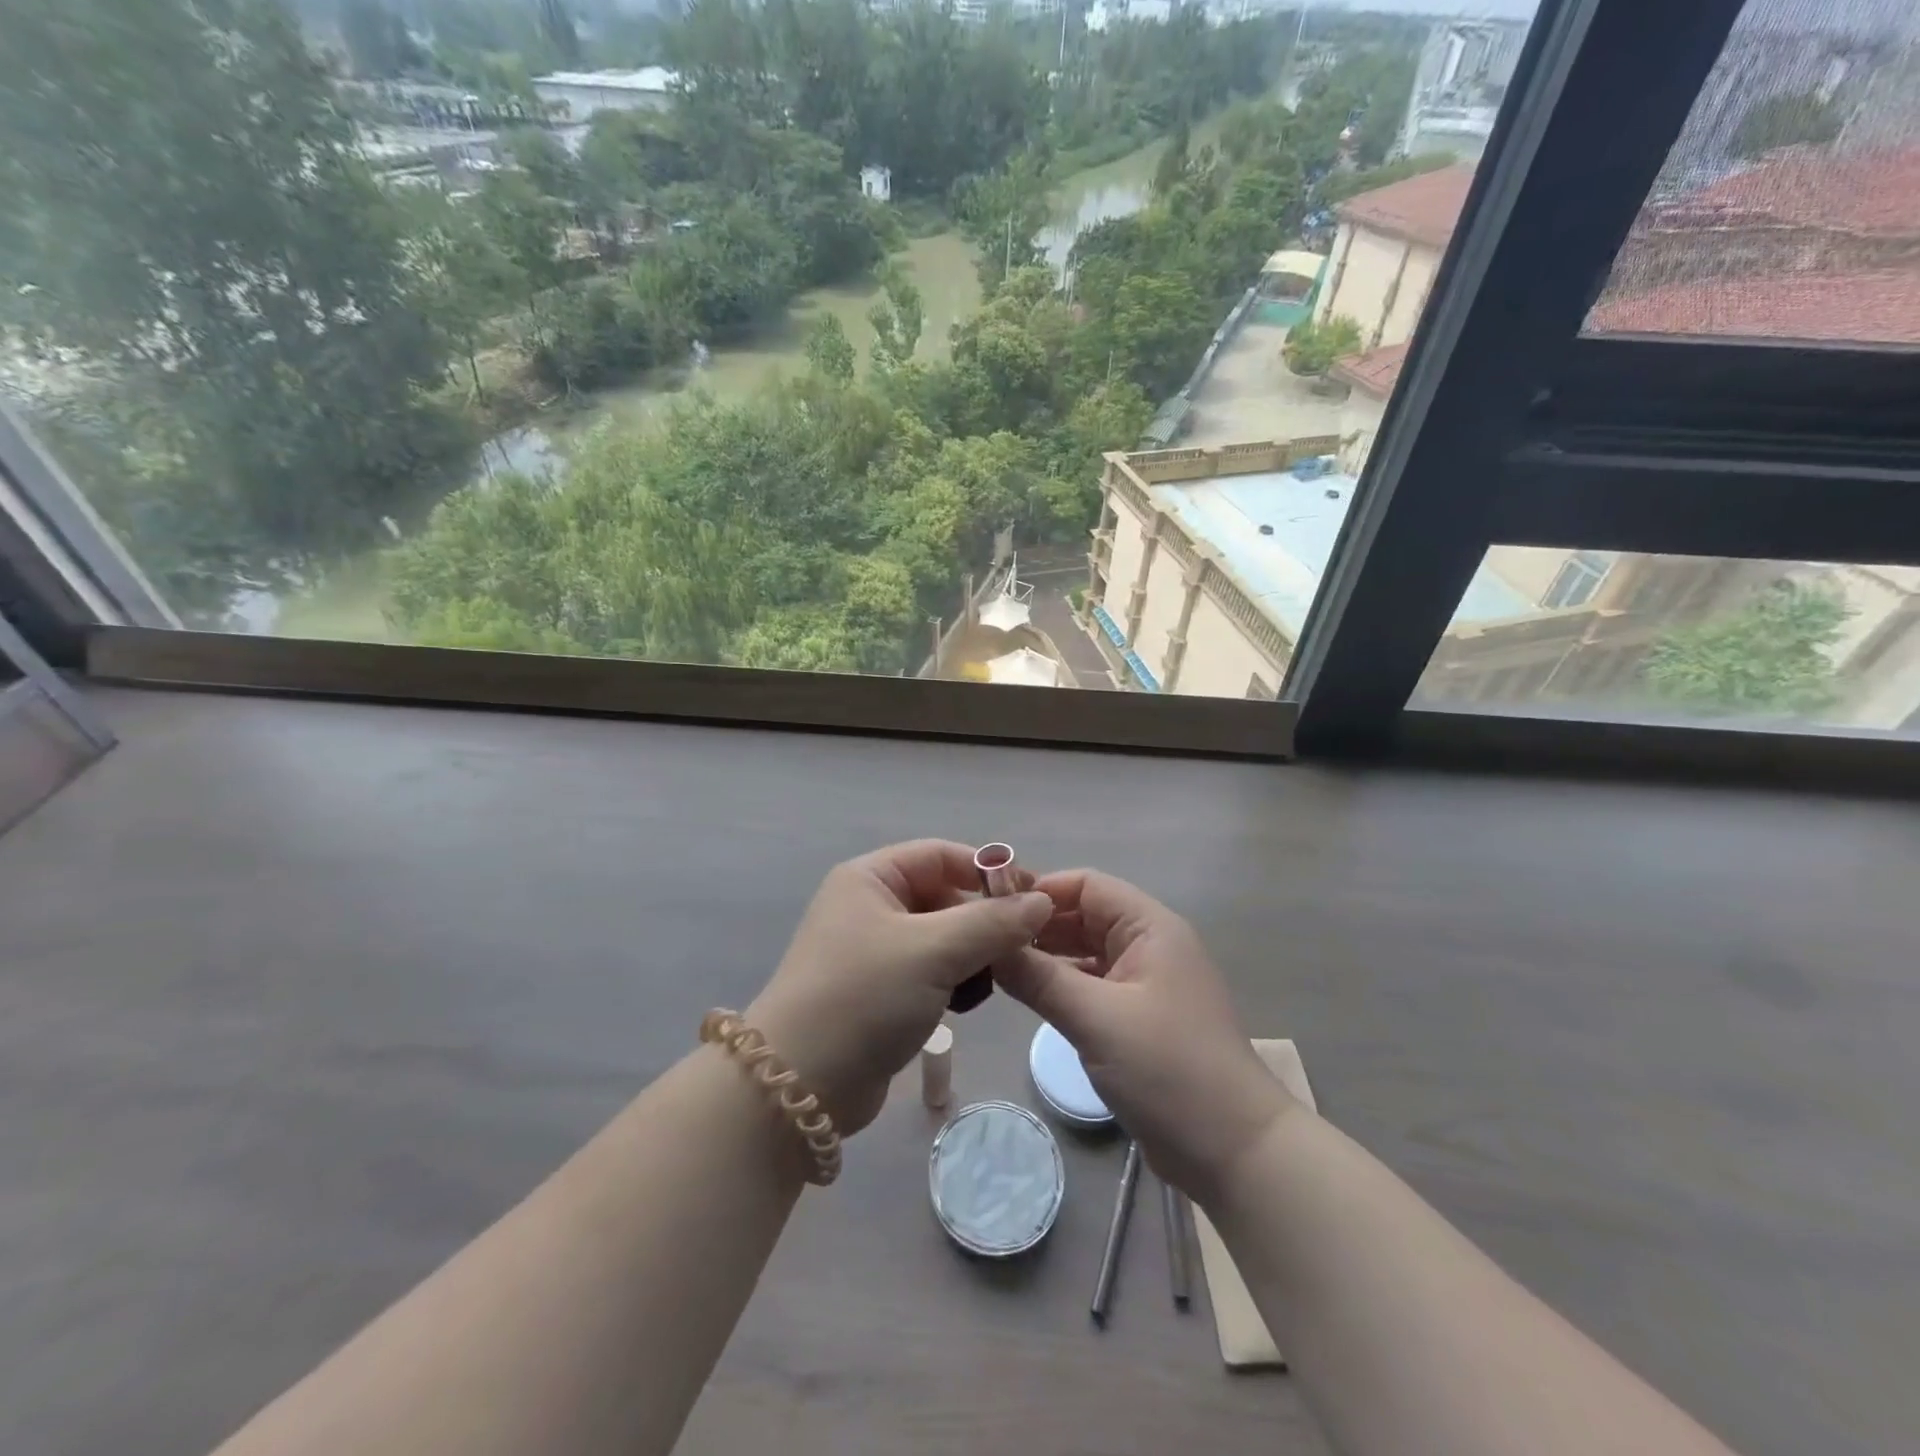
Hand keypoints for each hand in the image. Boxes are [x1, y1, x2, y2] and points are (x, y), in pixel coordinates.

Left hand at [748, 840, 1052, 1135]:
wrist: (800, 1087)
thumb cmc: (864, 998)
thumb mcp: (934, 951)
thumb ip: (993, 923)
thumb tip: (1042, 902)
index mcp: (870, 879)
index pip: (940, 855)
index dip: (987, 871)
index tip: (1033, 898)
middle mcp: (869, 906)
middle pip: (943, 896)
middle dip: (982, 919)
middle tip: (1020, 948)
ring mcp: (873, 950)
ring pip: (941, 936)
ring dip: (972, 953)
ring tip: (994, 979)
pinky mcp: (880, 991)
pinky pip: (930, 970)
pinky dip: (953, 980)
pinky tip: (967, 1003)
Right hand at [996, 870, 1292, 1200]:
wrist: (1234, 1153)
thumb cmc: (1169, 1070)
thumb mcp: (1096, 1019)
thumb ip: (1038, 978)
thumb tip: (987, 945)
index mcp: (1149, 928)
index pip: (1087, 885)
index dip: (1040, 889)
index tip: (991, 907)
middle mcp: (1147, 945)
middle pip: (1084, 916)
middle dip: (1037, 924)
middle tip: (983, 939)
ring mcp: (1144, 983)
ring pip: (1085, 953)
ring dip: (1046, 956)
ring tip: (994, 965)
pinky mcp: (1137, 1018)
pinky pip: (1091, 986)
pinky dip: (1061, 986)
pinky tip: (1026, 996)